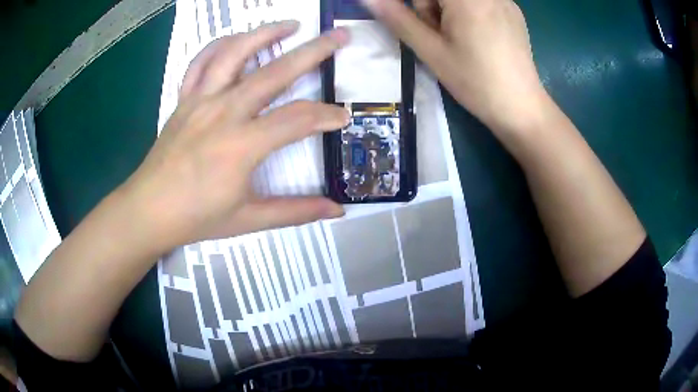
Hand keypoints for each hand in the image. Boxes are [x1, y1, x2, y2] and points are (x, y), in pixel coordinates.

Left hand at [119, 21, 349, 252]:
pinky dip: (220, 45)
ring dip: (265, 33)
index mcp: (242, 145)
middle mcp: (223, 112)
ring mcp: (200, 101)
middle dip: (314, 51)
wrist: (148, 210)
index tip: (343, 117)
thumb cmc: (196, 218)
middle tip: (339, 36)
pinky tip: (236, 40)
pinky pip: (200, 63)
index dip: (326, 116)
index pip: (297, 120)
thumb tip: (337, 210)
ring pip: (234, 54)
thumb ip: (295, 211)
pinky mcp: (184, 100)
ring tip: (291, 24)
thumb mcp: (249, 220)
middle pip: (274, 72)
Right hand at [363, 0, 548, 134]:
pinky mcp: (513, 11)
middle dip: (431, 6)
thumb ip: (398, 19)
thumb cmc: (475, 82)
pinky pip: (481, 1)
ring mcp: (504, 0)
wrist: (521, 108)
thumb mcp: (431, 51)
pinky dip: (470, 11)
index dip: (421, 8)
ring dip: (450, 9)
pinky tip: (479, 37)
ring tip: (461, 38)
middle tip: (440, 34)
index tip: (422, 26)